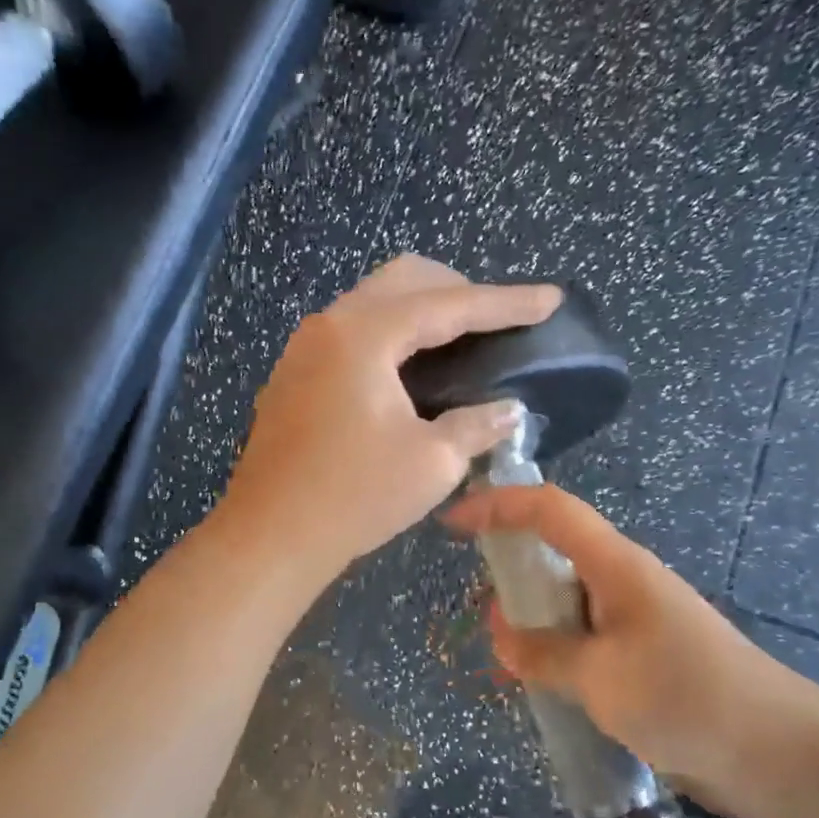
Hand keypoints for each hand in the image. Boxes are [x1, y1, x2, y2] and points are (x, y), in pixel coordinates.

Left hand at [217, 257, 561, 584]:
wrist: (268, 537)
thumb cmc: (354, 497)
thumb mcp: (431, 462)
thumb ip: (476, 424)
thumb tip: (509, 410)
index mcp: (364, 334)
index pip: (449, 304)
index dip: (505, 303)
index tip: (550, 299)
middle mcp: (329, 325)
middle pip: (404, 280)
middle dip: (458, 289)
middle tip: (498, 319)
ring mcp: (304, 347)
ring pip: (373, 301)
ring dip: (420, 308)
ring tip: (460, 339)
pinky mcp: (294, 374)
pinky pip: (352, 330)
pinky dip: (390, 333)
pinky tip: (410, 367)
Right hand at [444, 483, 818, 817]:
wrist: (778, 753)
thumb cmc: (685, 696)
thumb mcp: (599, 677)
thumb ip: (543, 653)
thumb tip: (503, 636)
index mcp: (615, 564)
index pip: (548, 509)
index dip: (497, 505)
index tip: (452, 523)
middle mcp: (623, 580)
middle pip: (556, 548)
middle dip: (512, 565)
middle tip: (480, 605)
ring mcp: (636, 618)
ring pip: (568, 597)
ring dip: (533, 615)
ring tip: (504, 653)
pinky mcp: (645, 655)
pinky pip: (586, 636)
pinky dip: (556, 647)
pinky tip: (541, 682)